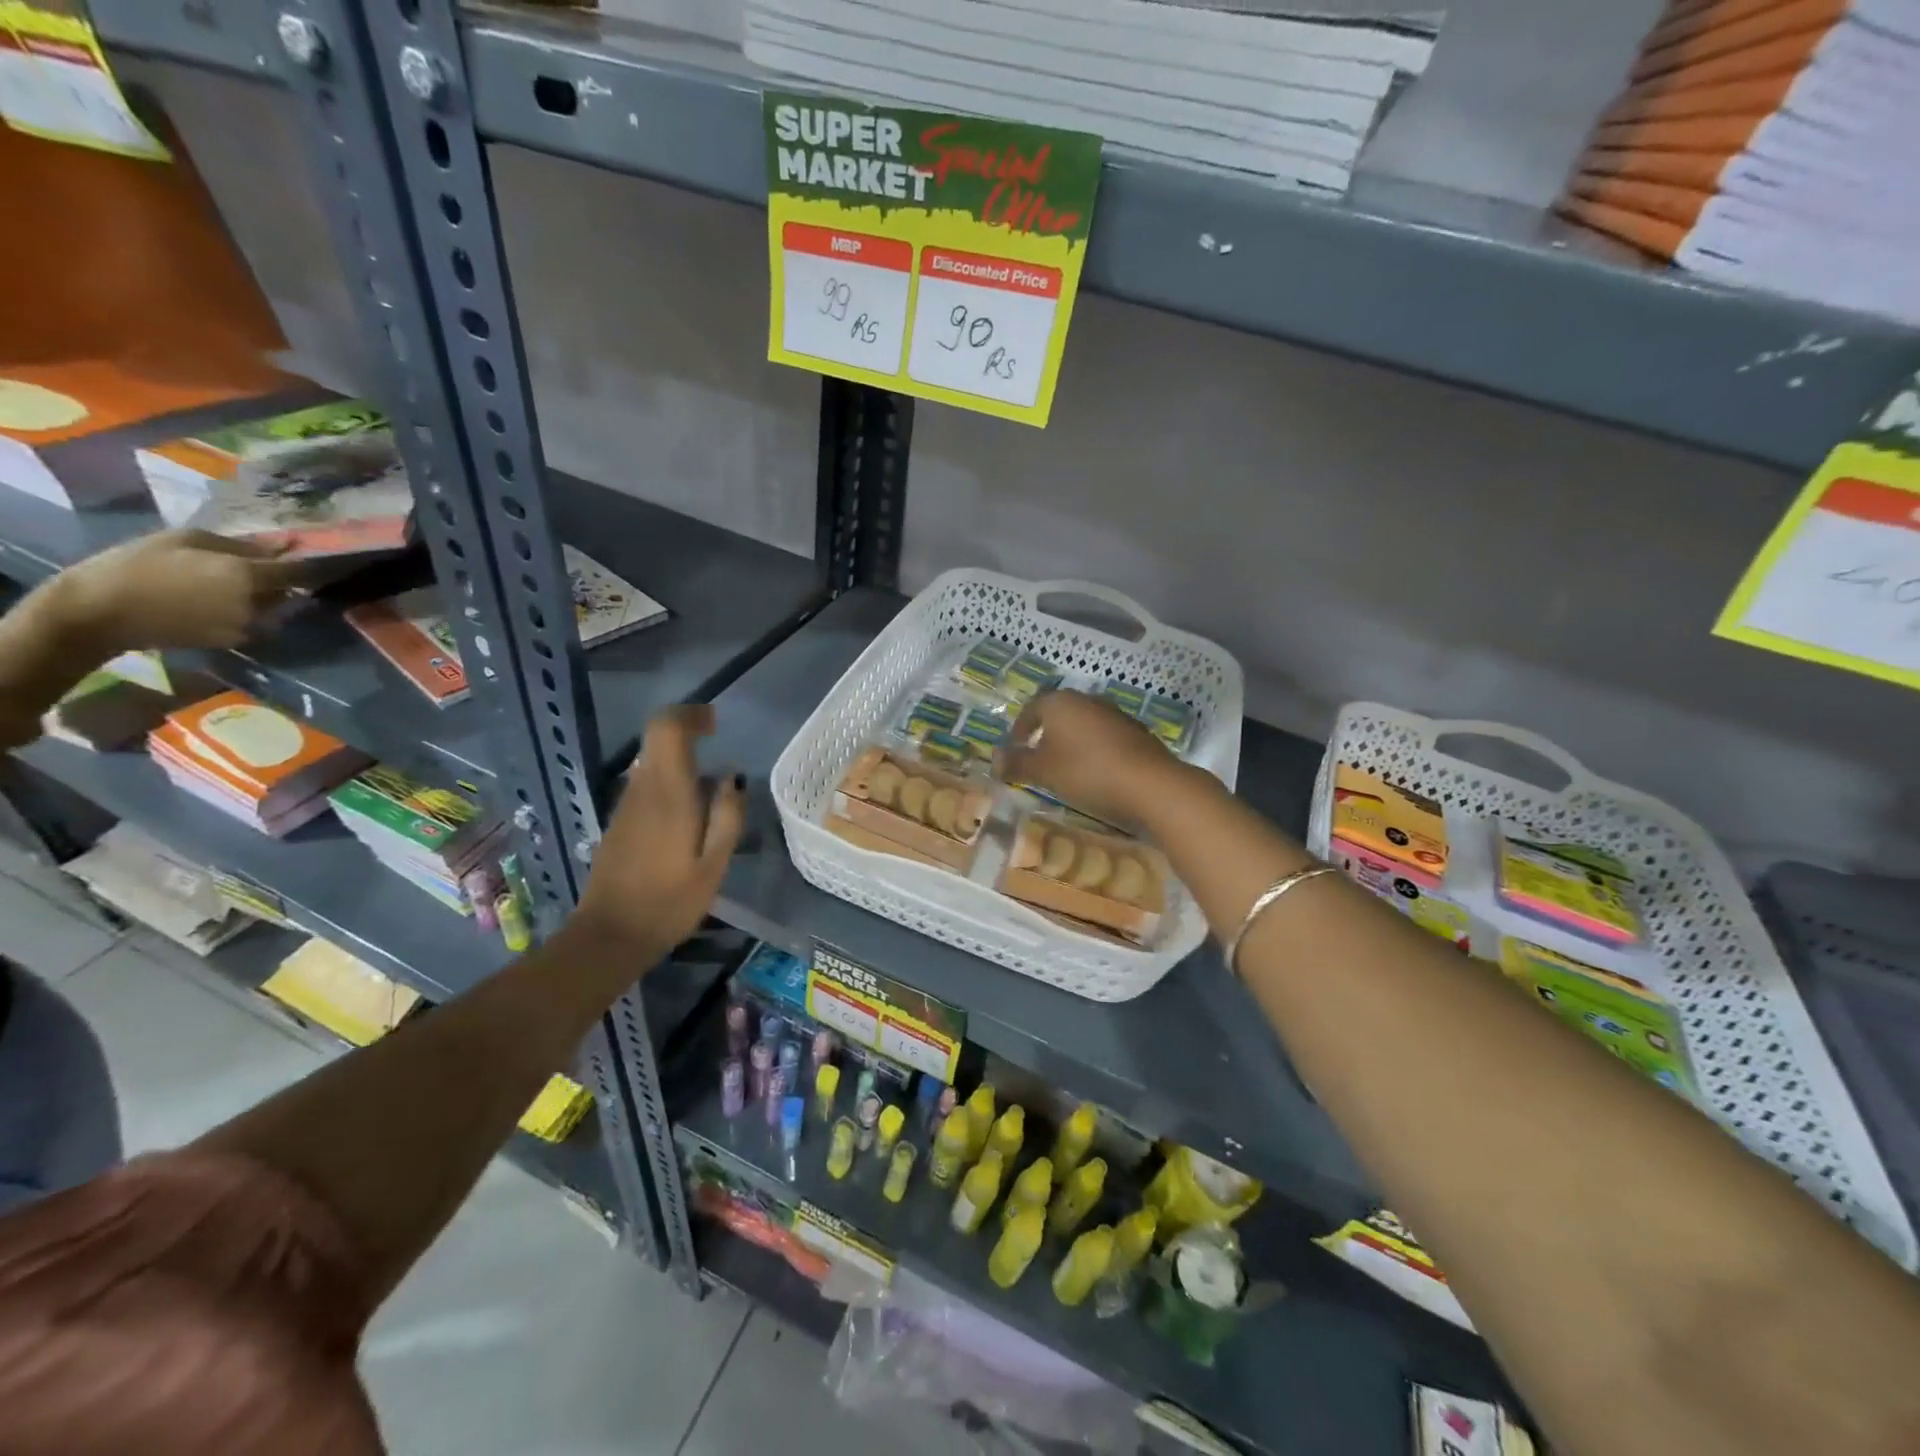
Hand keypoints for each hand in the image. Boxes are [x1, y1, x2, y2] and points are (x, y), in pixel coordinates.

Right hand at [50, 529, 304, 652]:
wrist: (100, 612)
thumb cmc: (139, 564)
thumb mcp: (186, 539)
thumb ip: (242, 544)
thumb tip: (283, 545)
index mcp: (248, 575)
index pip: (299, 571)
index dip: (308, 563)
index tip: (308, 556)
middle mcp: (258, 604)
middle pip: (287, 590)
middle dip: (278, 580)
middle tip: (252, 569)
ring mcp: (249, 626)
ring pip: (273, 608)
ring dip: (262, 597)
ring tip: (224, 586)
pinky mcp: (236, 641)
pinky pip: (254, 622)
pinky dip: (246, 612)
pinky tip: (214, 604)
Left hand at [573, 705, 744, 960]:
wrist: (610, 936)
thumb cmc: (670, 902)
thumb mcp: (713, 864)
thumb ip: (727, 816)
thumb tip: (732, 778)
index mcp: (668, 794)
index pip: (666, 728)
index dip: (690, 715)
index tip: (715, 724)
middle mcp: (642, 790)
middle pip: (656, 739)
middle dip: (687, 732)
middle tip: (717, 745)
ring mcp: (625, 806)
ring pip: (651, 762)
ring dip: (679, 759)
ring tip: (710, 790)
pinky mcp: (619, 823)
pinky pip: (645, 785)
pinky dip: (668, 782)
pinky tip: (688, 816)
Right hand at [997, 689, 1205, 829]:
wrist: (1149, 783)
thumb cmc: (1085, 772)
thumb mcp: (1043, 771)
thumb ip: (1017, 763)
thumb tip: (994, 759)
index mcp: (1060, 702)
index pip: (1031, 709)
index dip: (1019, 729)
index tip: (1014, 748)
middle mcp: (1087, 700)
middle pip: (1059, 714)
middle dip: (1046, 733)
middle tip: (1037, 757)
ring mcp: (1115, 714)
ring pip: (1083, 725)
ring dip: (1072, 742)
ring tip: (1065, 767)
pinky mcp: (1137, 732)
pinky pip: (1105, 737)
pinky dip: (1094, 750)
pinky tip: (1095, 772)